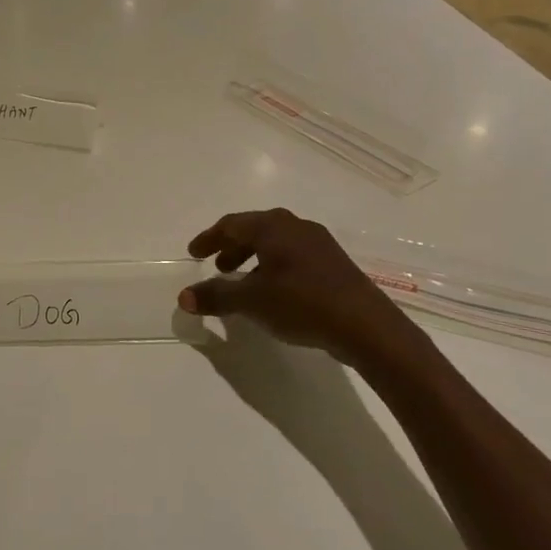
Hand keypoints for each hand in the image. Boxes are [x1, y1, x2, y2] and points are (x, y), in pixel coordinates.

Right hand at [178, 209, 430, 371]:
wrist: (366, 325)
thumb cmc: (302, 303)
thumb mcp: (252, 301)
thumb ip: (216, 296)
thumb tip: (183, 297)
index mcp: (273, 227)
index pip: (231, 224)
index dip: (209, 239)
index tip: (194, 254)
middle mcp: (296, 226)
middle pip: (254, 230)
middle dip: (231, 248)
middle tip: (216, 268)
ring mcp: (318, 243)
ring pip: (275, 244)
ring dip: (252, 259)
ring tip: (242, 284)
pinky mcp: (333, 264)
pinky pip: (292, 257)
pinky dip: (273, 268)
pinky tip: (273, 293)